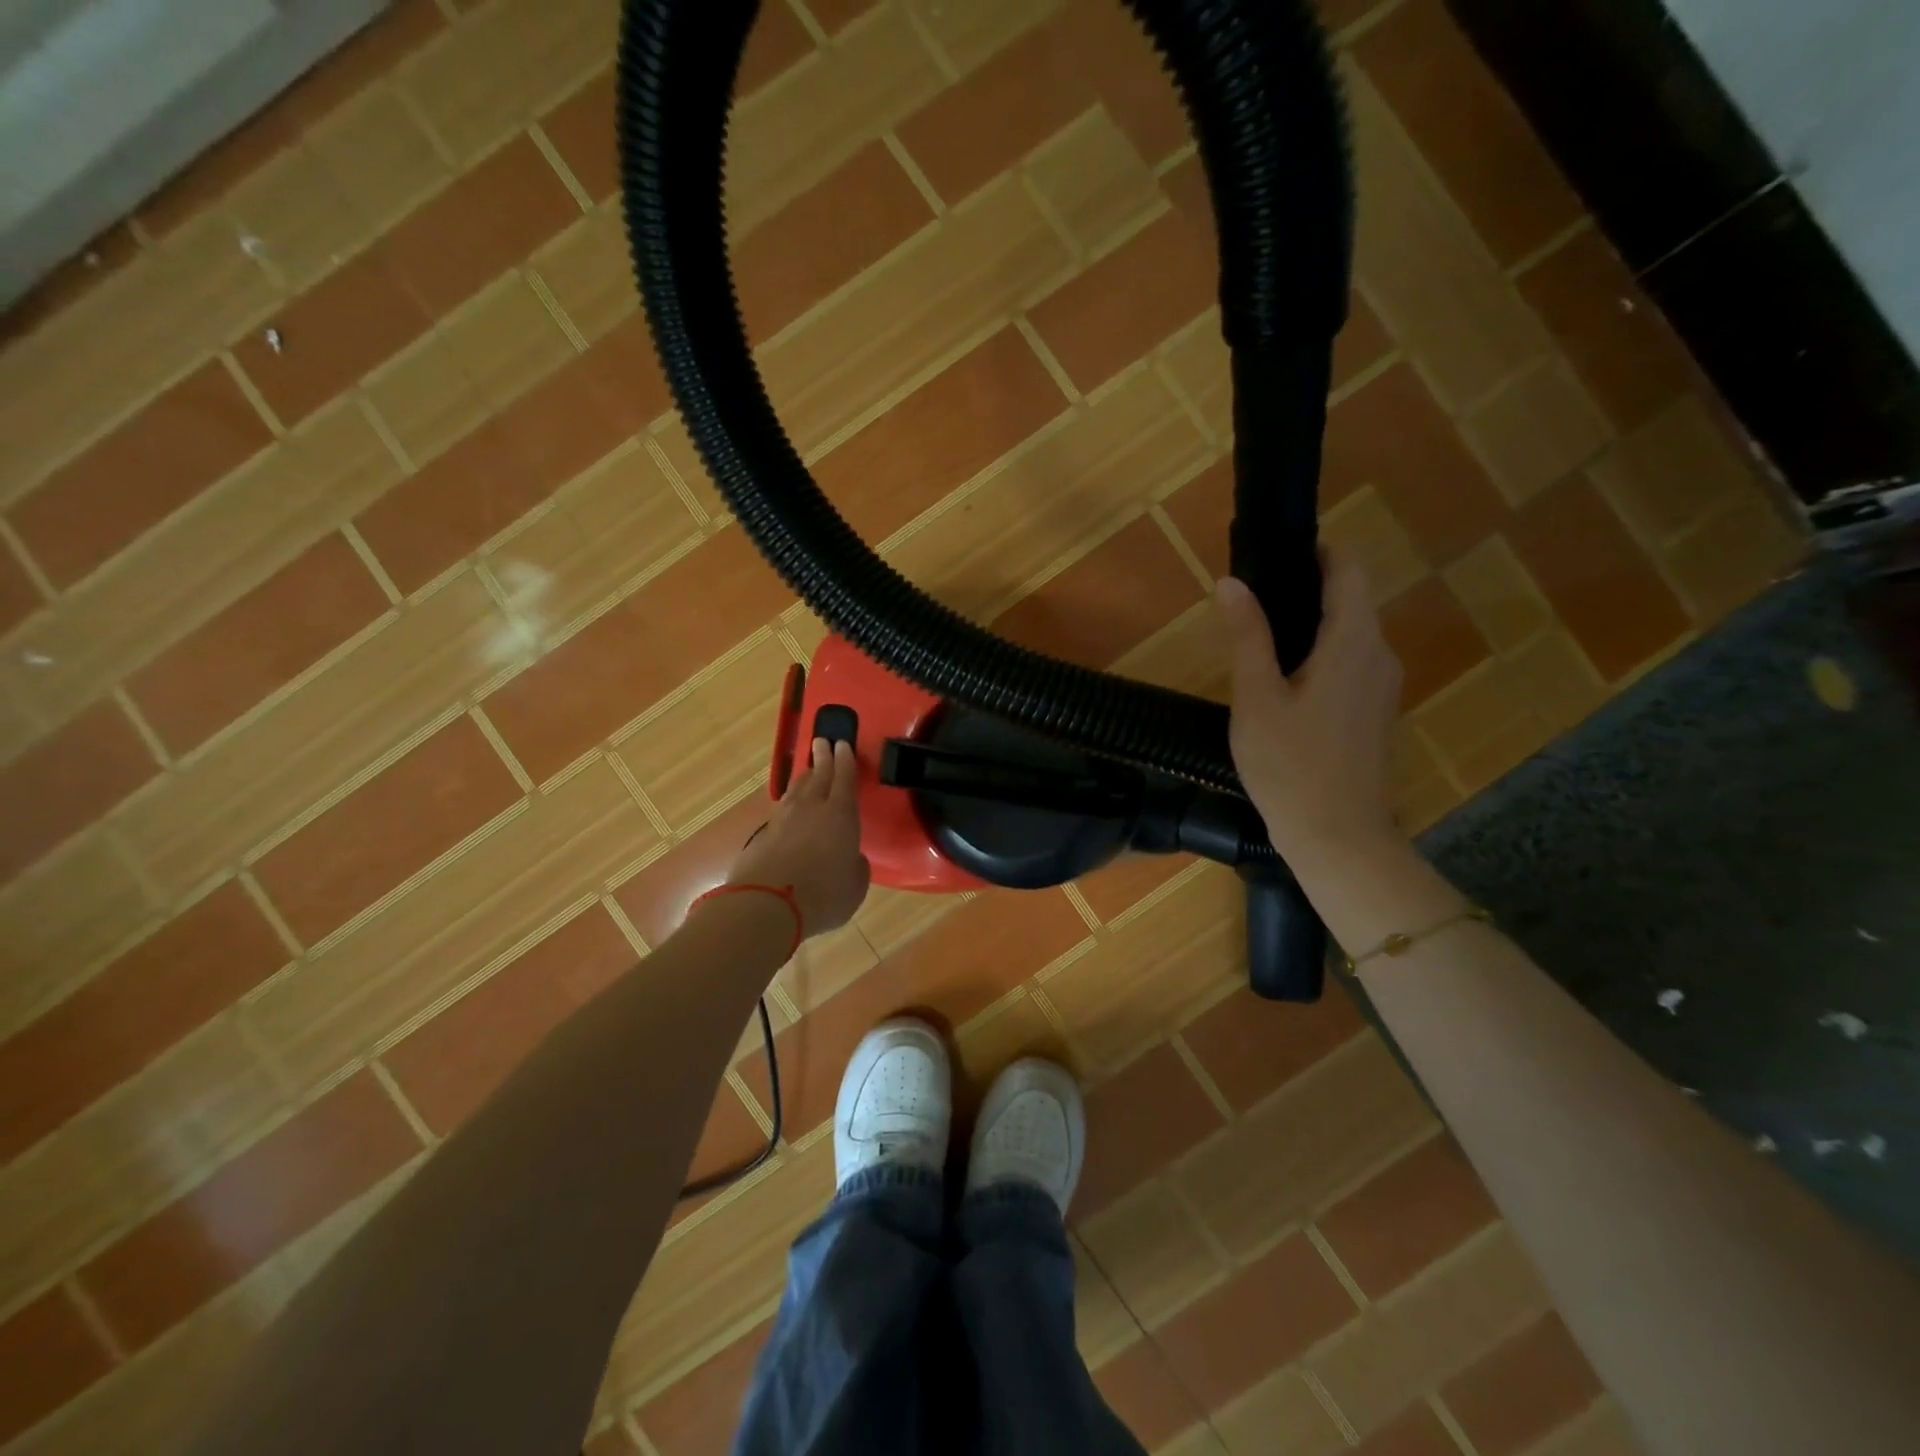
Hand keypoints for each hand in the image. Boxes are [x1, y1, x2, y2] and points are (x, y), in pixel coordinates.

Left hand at [728, 737, 870, 935]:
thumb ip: (856, 867)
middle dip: (822, 757)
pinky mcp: (762, 836)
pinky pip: (781, 811)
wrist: (767, 905)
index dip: (845, 761)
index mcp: (841, 814)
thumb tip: (851, 859)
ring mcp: (783, 820)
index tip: (843, 744)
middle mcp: (811, 808)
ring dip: (804, 778)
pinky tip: (789, 809)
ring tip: (808, 771)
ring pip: (796, 790)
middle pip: (817, 775)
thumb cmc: (824, 894)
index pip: (845, 778)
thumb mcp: (855, 886)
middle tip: (822, 741)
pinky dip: (789, 805)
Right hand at [1217, 551, 1404, 866]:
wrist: (1337, 835)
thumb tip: (1231, 583)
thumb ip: (1247, 636)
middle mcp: (1379, 656)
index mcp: (1353, 644)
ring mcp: (1382, 687)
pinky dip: (1322, 653)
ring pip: (1352, 634)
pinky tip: (1285, 677)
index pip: (1348, 572)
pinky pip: (1352, 663)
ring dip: (1313, 623)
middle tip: (1254, 595)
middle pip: (1352, 601)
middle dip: (1309, 588)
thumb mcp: (1256, 697)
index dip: (1319, 552)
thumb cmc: (1290, 765)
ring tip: (1261, 633)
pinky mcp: (1375, 712)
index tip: (1278, 552)